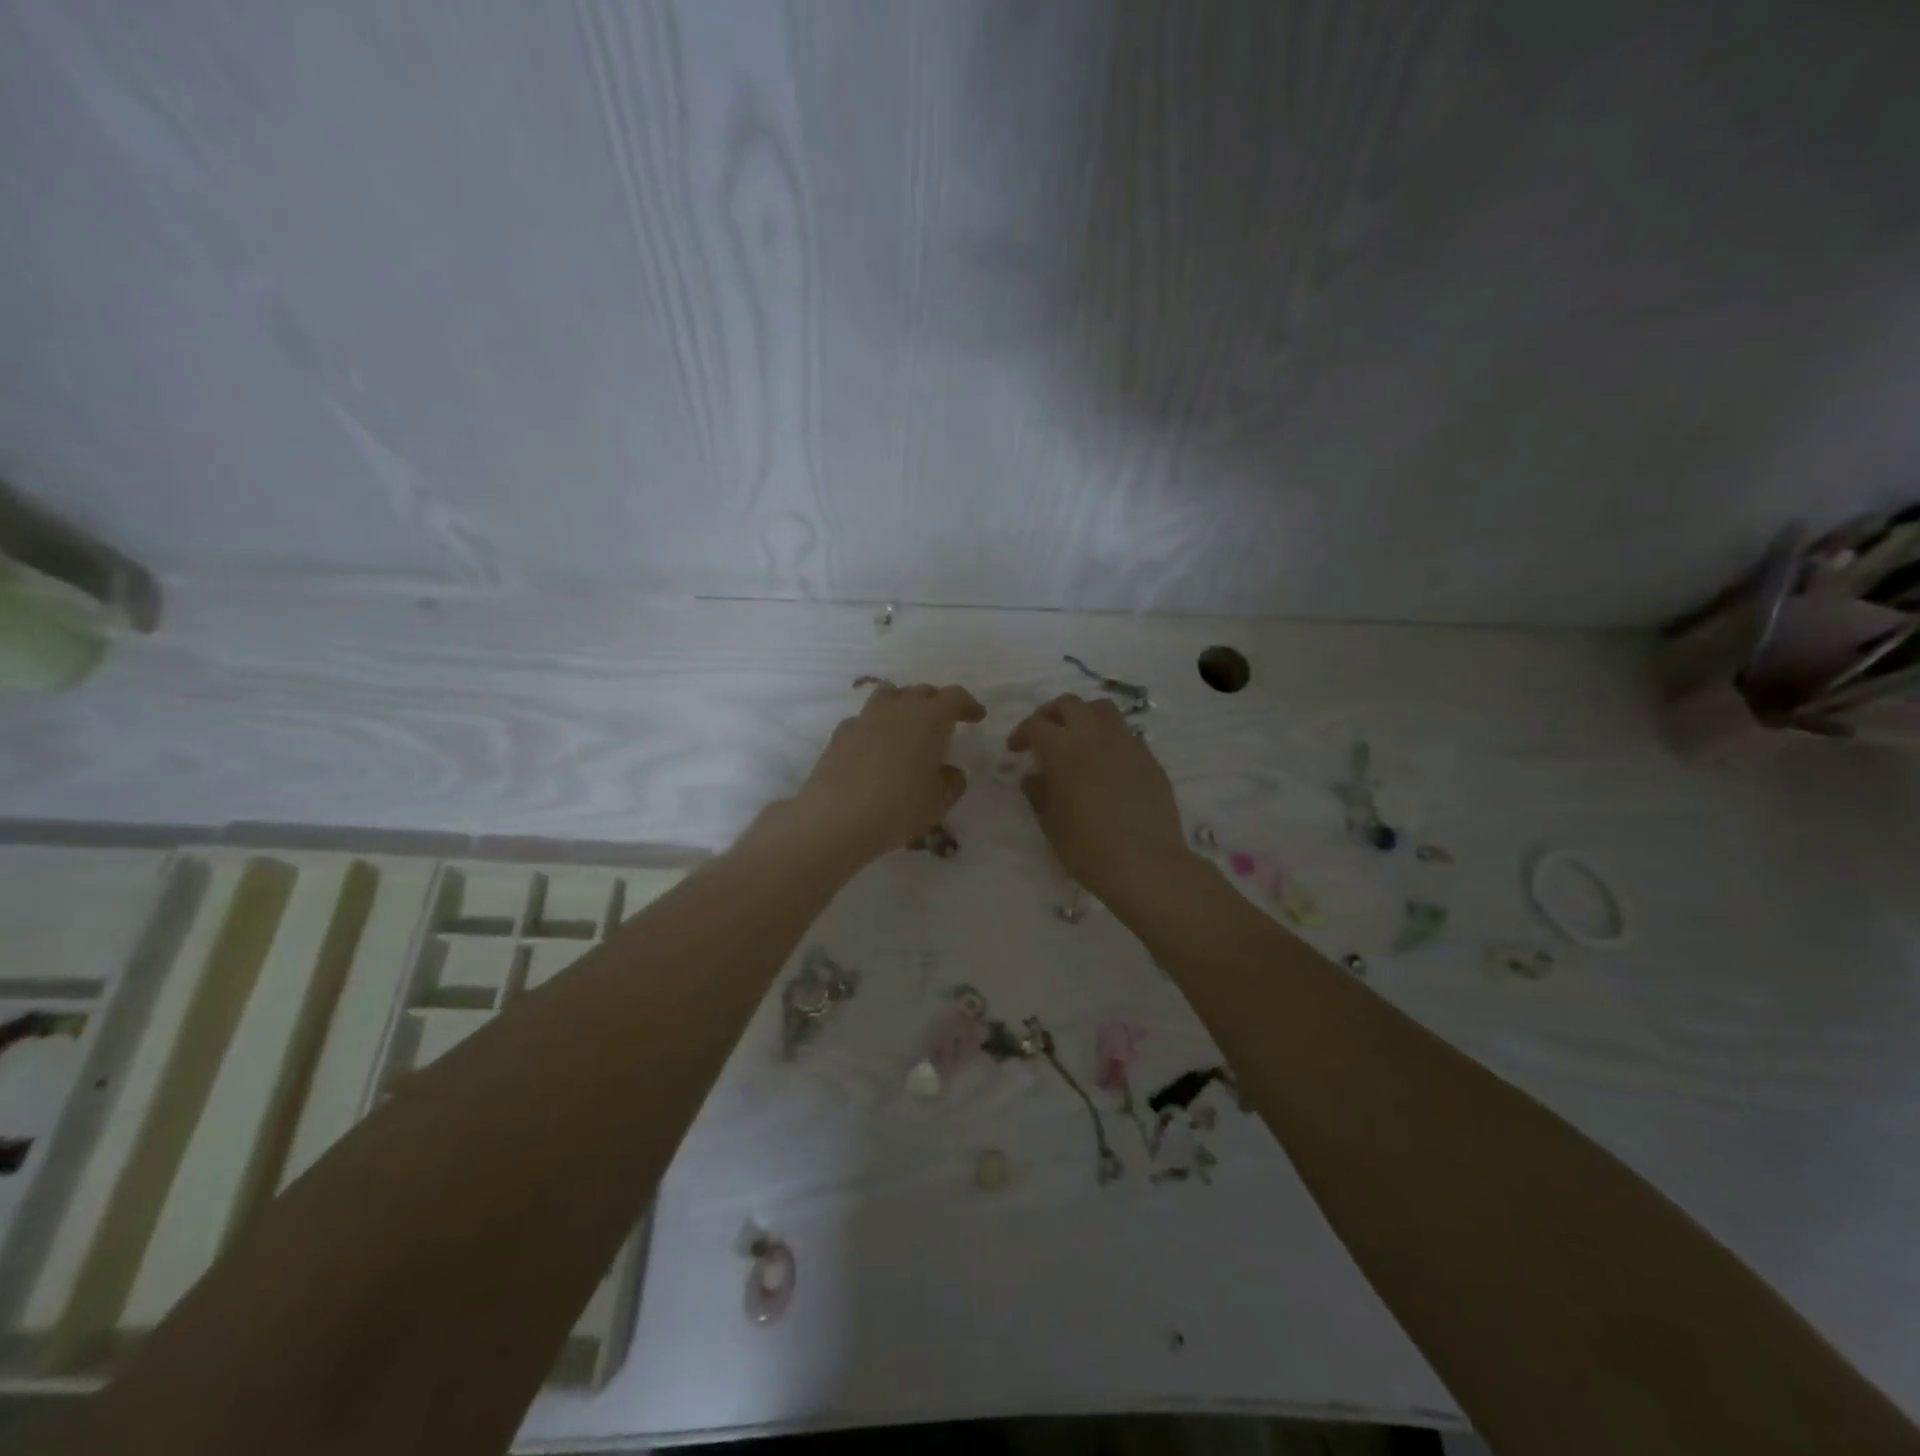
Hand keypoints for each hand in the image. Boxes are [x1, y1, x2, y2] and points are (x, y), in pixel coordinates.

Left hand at [787, 681, 985, 867]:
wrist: (835, 818)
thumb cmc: (898, 807)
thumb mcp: (939, 801)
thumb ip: (952, 781)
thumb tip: (949, 771)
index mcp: (929, 718)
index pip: (954, 696)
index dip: (967, 704)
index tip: (976, 717)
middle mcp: (897, 708)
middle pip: (921, 691)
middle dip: (936, 703)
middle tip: (944, 724)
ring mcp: (865, 718)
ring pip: (889, 696)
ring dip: (903, 705)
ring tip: (908, 727)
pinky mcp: (840, 733)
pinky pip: (864, 719)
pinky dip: (876, 726)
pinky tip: (876, 749)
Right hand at [1009, 693, 1191, 905]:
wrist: (1145, 863)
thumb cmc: (1087, 847)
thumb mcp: (1050, 823)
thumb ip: (1038, 793)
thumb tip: (1034, 777)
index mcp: (1061, 750)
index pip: (1036, 724)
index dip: (1022, 733)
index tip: (1016, 750)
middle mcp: (1093, 736)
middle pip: (1069, 704)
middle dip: (1051, 714)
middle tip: (1044, 734)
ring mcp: (1126, 743)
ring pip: (1102, 709)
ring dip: (1084, 716)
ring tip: (1077, 738)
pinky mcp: (1149, 758)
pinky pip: (1125, 734)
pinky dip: (1109, 738)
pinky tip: (1106, 762)